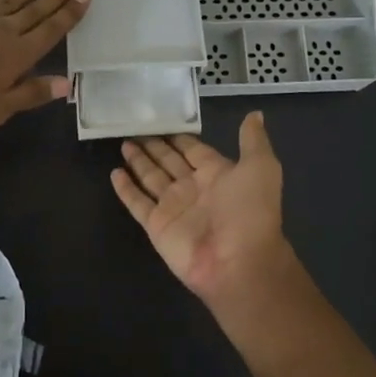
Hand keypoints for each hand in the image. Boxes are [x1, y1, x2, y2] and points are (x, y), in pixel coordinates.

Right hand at [110, 113, 297, 309]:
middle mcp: (193, 187)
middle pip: (169, 161)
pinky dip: (125, 189)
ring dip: (138, 162)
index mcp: (217, 173)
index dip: (179, 137)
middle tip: (134, 127)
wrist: (238, 262)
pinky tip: (114, 173)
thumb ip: (253, 140)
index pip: (193, 149)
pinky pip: (137, 203)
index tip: (163, 118)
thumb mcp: (261, 167)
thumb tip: (255, 114)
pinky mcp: (156, 225)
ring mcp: (173, 207)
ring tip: (123, 143)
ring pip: (151, 177)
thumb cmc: (250, 211)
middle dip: (154, 146)